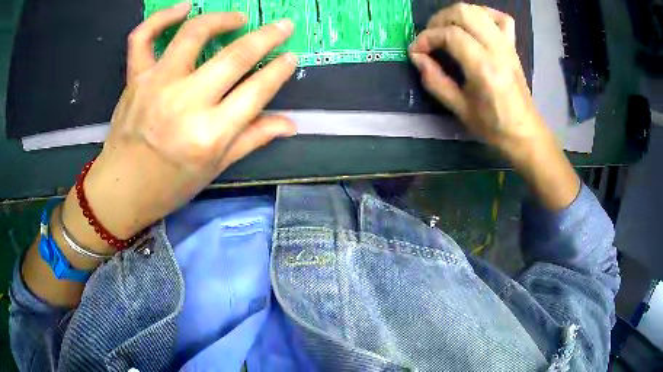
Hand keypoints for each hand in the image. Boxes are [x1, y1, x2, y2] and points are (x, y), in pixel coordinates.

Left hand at [63, 3, 297, 243]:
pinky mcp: (135, 78)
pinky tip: (184, 9)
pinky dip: (162, 17)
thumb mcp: (214, 169)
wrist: (121, 190)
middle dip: (267, 37)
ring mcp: (156, 85)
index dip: (279, 70)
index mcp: (210, 134)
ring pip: (193, 34)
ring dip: (222, 19)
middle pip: (235, 57)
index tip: (291, 56)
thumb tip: (290, 124)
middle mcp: (185, 103)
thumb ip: (252, 139)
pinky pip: (143, 37)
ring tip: (238, 19)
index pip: (256, 91)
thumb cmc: (169, 186)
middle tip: (283, 26)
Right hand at [409, 3, 544, 153]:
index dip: (427, 38)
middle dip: (439, 20)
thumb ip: (435, 80)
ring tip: (446, 30)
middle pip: (464, 12)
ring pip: (478, 10)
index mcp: (484, 68)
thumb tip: (417, 57)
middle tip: (431, 38)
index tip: (416, 51)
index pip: (450, 35)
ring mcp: (507, 45)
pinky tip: (473, 25)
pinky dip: (483, 14)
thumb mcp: (459, 108)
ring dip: (456, 15)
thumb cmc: (492, 125)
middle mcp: (497, 49)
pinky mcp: (512, 46)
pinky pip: (500, 17)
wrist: (523, 131)